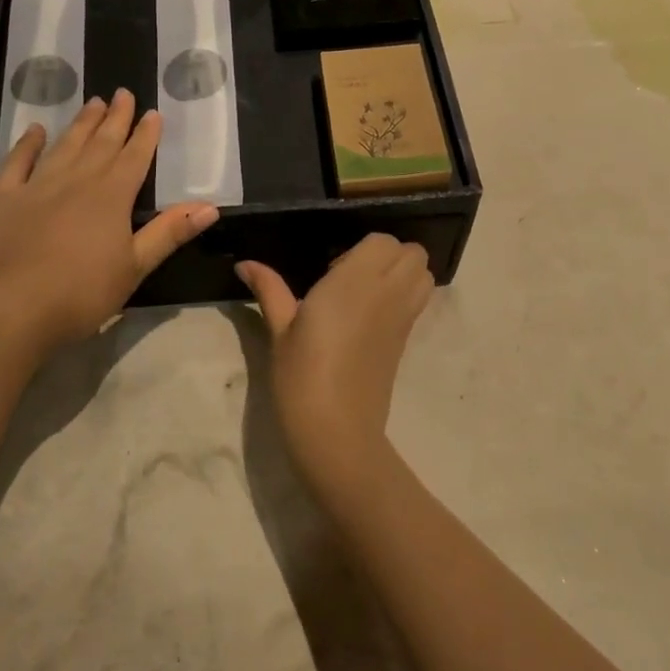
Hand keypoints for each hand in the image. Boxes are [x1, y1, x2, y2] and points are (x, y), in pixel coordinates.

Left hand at [0, 90, 217, 358]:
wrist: (12, 308)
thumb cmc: (82, 293)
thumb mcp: (135, 267)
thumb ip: (169, 233)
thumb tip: (210, 207)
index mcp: (111, 197)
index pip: (134, 158)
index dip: (145, 135)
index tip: (153, 113)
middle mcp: (76, 181)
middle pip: (100, 143)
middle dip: (115, 119)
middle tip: (123, 93)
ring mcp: (36, 186)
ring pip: (64, 146)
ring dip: (80, 124)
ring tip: (93, 102)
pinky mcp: (3, 198)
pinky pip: (17, 162)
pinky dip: (27, 144)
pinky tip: (35, 131)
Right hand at [236, 235, 434, 479]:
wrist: (337, 429)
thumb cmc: (301, 375)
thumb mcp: (280, 330)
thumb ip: (269, 288)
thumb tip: (245, 264)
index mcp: (355, 282)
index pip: (383, 241)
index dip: (362, 247)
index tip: (332, 266)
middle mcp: (388, 292)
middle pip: (413, 253)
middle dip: (388, 254)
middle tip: (350, 275)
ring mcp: (403, 317)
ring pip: (424, 275)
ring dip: (403, 273)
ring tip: (365, 293)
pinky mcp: (406, 340)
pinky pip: (419, 301)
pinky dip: (405, 296)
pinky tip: (368, 318)